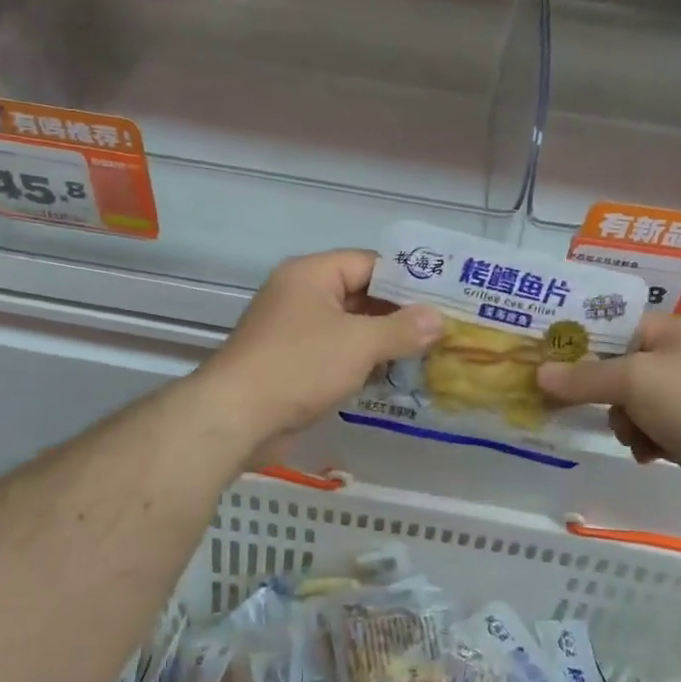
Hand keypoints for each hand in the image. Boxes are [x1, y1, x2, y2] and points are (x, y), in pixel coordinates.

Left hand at [200, 249, 442, 449]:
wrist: (235, 418)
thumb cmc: (298, 367)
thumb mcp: (359, 344)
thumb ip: (402, 329)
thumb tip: (438, 319)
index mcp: (312, 274)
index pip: (370, 263)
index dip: (408, 279)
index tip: (445, 297)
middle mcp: (301, 295)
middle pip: (361, 295)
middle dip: (400, 314)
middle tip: (444, 328)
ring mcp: (294, 330)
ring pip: (350, 327)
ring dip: (384, 341)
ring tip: (429, 353)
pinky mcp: (292, 363)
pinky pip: (336, 353)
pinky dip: (362, 362)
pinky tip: (394, 376)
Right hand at [535, 314, 680, 521]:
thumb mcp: (634, 380)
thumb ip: (585, 378)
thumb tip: (539, 374)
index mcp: (674, 331)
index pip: (618, 325)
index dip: (583, 341)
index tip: (549, 357)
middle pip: (622, 369)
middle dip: (602, 390)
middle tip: (571, 403)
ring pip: (634, 405)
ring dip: (625, 422)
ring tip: (634, 436)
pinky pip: (654, 432)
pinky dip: (646, 442)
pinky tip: (649, 454)